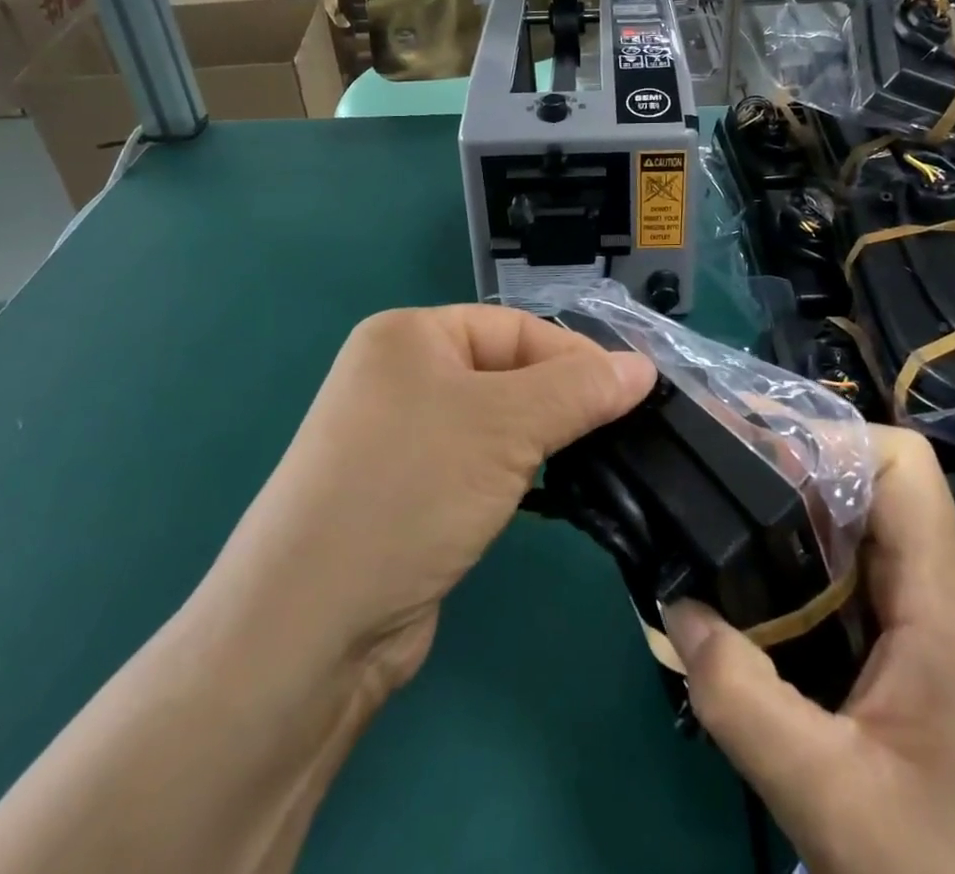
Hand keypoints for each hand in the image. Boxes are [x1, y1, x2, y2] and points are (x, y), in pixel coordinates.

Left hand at [205, 305, 654, 690]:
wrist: (311, 626)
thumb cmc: (410, 490)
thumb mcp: (505, 426)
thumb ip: (579, 390)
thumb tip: (644, 367)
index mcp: (410, 335)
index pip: (516, 328)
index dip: (578, 357)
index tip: (636, 393)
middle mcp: (400, 376)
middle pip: (507, 372)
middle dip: (563, 401)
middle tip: (624, 432)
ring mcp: (401, 437)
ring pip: (496, 422)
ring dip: (542, 440)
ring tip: (596, 462)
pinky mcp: (409, 492)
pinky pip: (479, 464)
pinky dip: (516, 474)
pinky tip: (548, 492)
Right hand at [661, 427, 954, 873]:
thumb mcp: (827, 796)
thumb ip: (741, 699)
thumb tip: (676, 604)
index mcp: (941, 599)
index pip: (901, 461)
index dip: (829, 437)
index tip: (755, 450)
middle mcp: (947, 592)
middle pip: (873, 484)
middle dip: (795, 468)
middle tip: (719, 477)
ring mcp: (941, 623)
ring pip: (865, 530)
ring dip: (798, 519)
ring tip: (726, 525)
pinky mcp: (928, 654)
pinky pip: (864, 578)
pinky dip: (811, 568)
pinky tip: (764, 599)